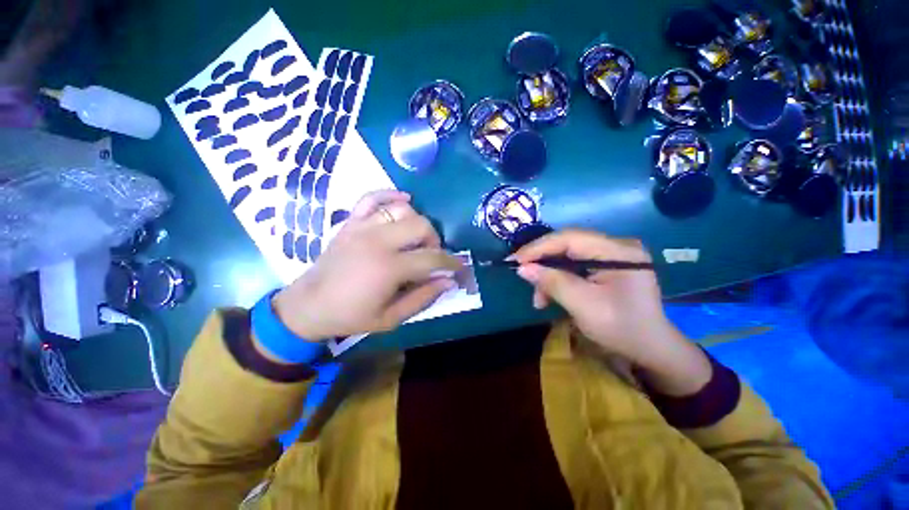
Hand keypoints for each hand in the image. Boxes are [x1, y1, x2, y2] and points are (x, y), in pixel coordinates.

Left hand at [272, 190, 462, 340]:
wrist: (307, 306)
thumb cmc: (351, 316)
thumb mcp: (391, 318)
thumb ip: (423, 298)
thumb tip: (448, 281)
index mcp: (388, 268)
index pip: (432, 258)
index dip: (451, 263)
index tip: (459, 268)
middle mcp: (377, 241)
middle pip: (421, 226)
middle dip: (434, 240)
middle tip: (431, 256)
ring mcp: (362, 227)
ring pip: (402, 209)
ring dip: (417, 222)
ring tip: (416, 239)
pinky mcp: (351, 222)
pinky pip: (372, 197)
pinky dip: (389, 194)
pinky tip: (403, 200)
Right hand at [512, 229, 710, 393]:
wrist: (651, 349)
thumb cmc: (622, 329)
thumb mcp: (584, 306)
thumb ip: (553, 283)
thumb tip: (522, 268)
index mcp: (618, 251)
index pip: (570, 238)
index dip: (539, 247)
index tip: (515, 260)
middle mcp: (615, 246)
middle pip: (567, 245)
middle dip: (542, 262)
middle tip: (522, 276)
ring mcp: (611, 255)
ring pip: (566, 256)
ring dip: (548, 275)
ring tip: (539, 299)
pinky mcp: (605, 265)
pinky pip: (572, 265)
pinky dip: (558, 279)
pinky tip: (550, 295)